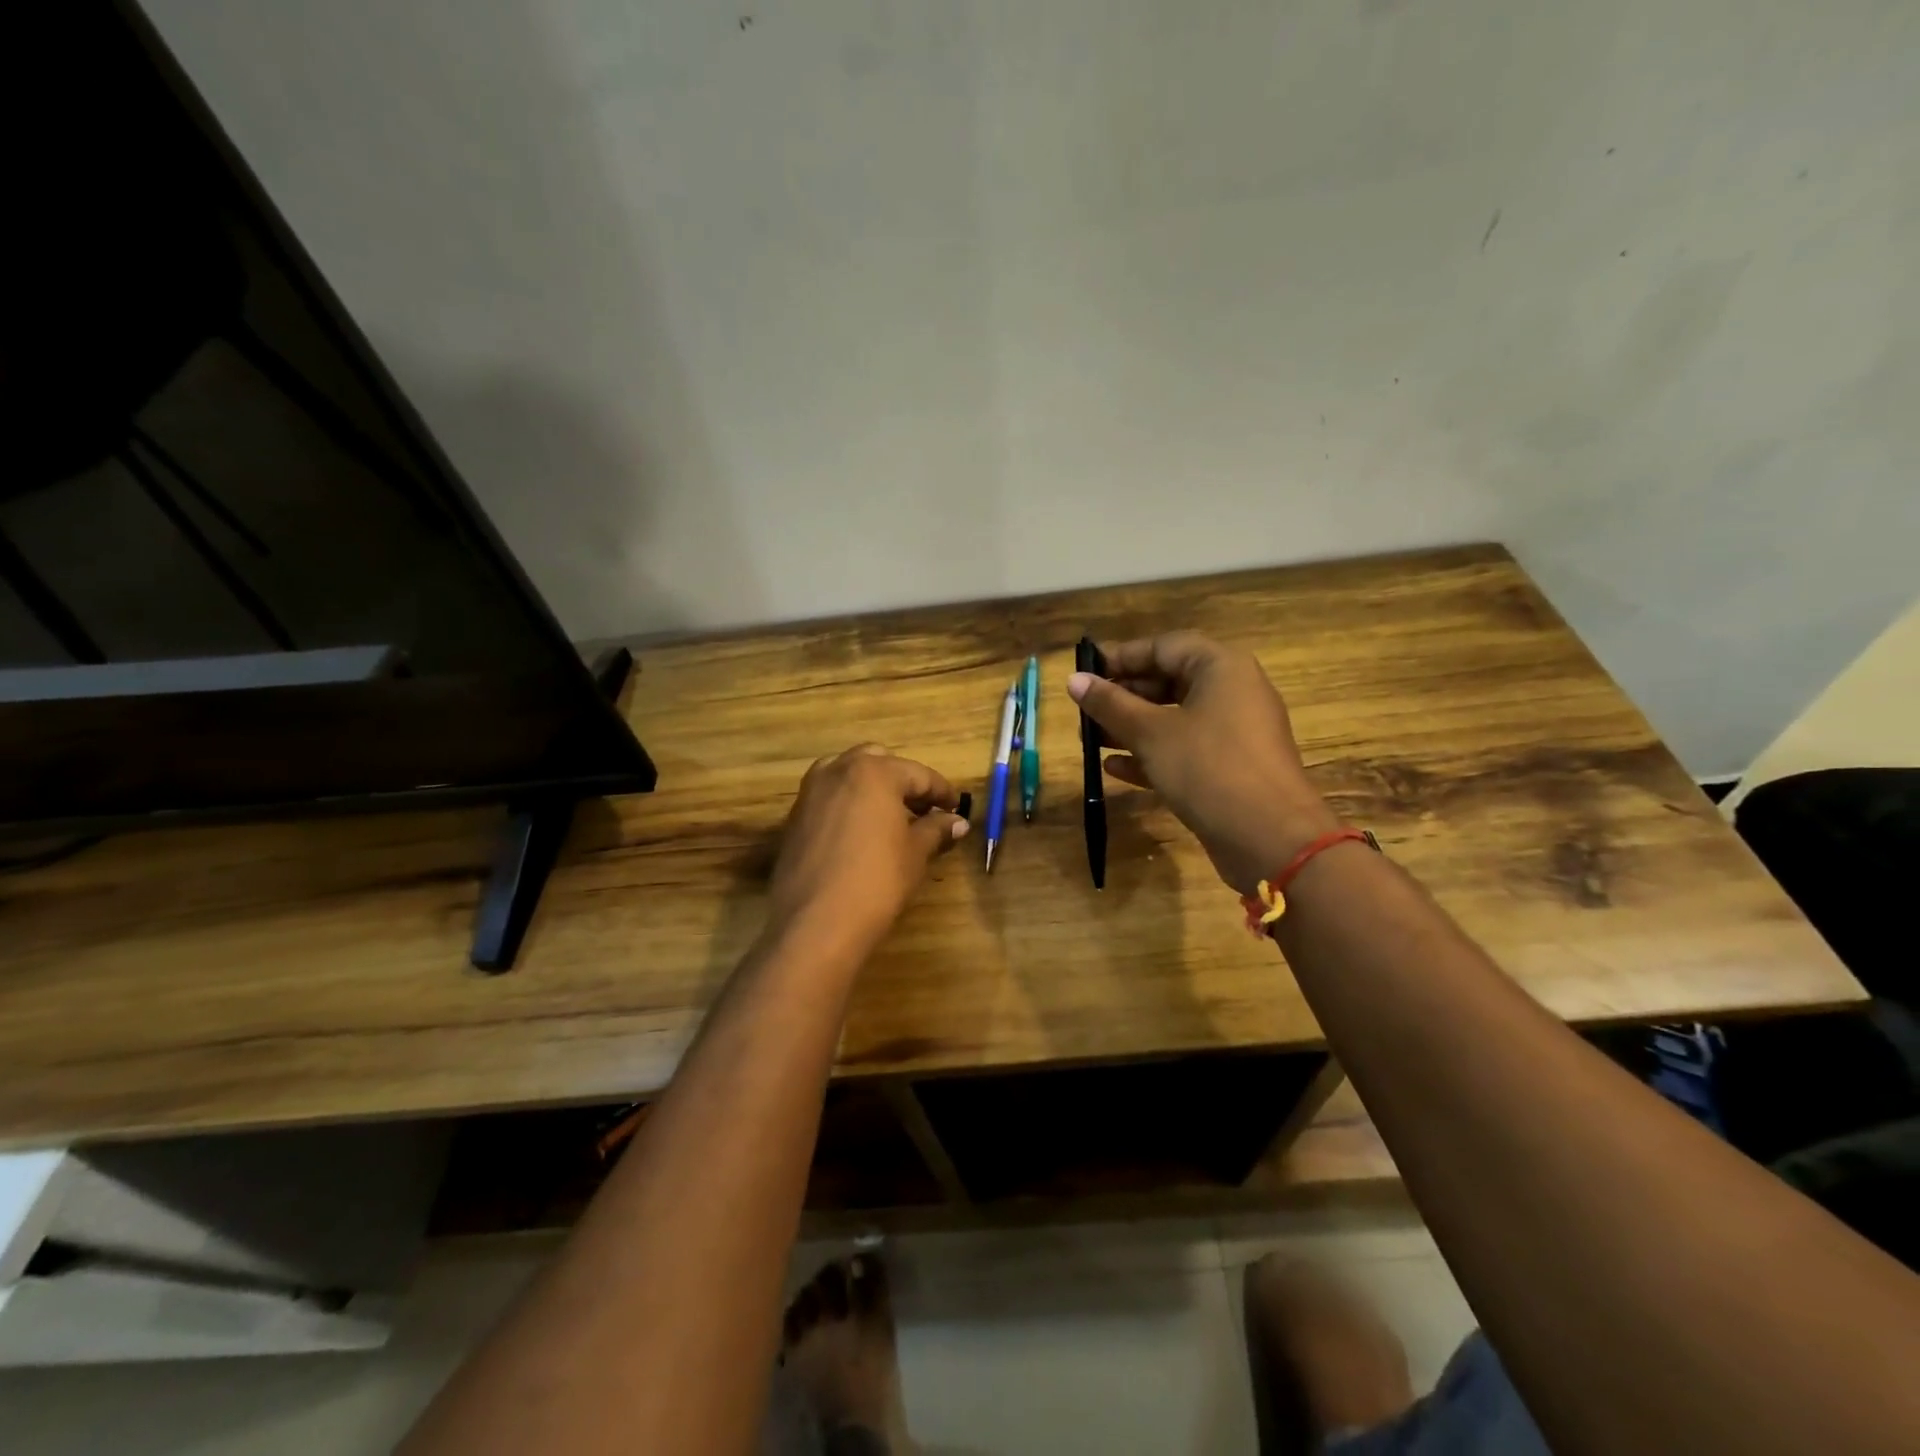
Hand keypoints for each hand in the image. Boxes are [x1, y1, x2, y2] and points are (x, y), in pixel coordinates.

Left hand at [767, 744, 968, 956]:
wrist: (816, 923)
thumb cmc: (877, 881)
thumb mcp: (915, 853)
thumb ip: (936, 829)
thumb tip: (958, 822)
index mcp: (874, 771)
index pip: (918, 774)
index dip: (941, 792)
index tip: (956, 809)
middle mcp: (838, 770)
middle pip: (879, 762)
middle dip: (903, 781)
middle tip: (923, 810)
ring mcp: (811, 792)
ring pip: (848, 775)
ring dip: (873, 788)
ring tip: (892, 819)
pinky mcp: (795, 817)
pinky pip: (829, 798)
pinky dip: (849, 804)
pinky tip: (863, 833)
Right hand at [1067, 632, 1338, 894]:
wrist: (1271, 840)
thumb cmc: (1209, 769)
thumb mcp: (1151, 733)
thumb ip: (1110, 704)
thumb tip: (1074, 680)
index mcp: (1221, 667)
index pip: (1163, 647)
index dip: (1120, 657)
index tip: (1083, 673)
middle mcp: (1231, 692)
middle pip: (1168, 680)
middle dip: (1122, 696)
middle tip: (1082, 710)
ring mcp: (1233, 733)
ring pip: (1173, 718)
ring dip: (1130, 727)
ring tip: (1089, 739)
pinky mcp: (1229, 768)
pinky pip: (1183, 750)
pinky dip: (1151, 754)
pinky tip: (1113, 768)